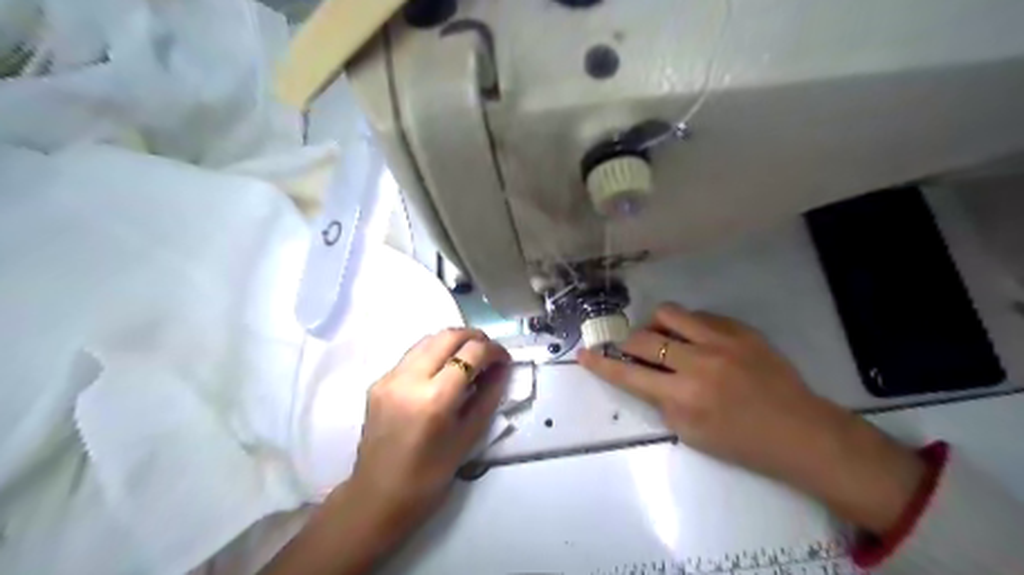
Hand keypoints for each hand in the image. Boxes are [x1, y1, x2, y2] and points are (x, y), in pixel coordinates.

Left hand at [260, 328, 508, 573]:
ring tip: (469, 358)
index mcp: (434, 398)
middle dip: (474, 337)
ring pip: (428, 339)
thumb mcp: (468, 436)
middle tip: (489, 353)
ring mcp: (389, 378)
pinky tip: (443, 371)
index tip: (504, 359)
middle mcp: (408, 379)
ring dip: (453, 342)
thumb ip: (488, 396)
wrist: (377, 498)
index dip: (494, 350)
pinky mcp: (378, 381)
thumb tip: (501, 368)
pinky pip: (412, 355)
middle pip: (447, 336)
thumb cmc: (430, 477)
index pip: (471, 353)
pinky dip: (434, 353)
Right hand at [579, 303, 924, 535]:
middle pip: (643, 338)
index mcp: (684, 397)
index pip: (629, 375)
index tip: (583, 353)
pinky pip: (699, 315)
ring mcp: (721, 341)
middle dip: (628, 344)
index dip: (601, 364)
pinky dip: (687, 326)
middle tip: (633, 352)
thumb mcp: (691, 434)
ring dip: (655, 325)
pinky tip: (696, 340)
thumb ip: (662, 402)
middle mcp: (698, 363)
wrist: (800, 431)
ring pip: (668, 313)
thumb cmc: (743, 443)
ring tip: (663, 338)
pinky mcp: (740, 329)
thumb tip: (646, 375)